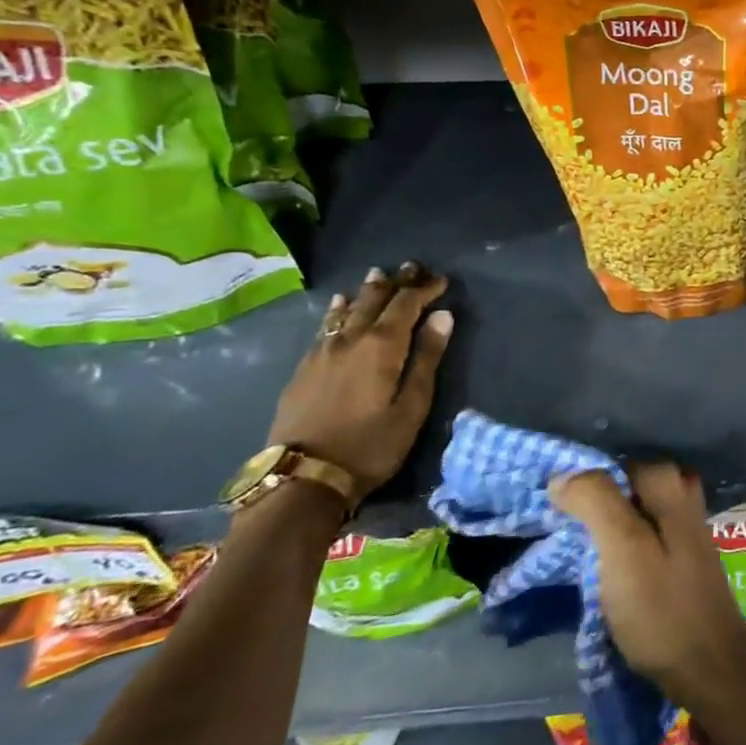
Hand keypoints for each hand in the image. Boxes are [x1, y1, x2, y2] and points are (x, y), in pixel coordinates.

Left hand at [267, 263, 454, 505]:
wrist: (302, 478)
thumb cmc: (370, 445)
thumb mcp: (411, 406)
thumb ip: (426, 358)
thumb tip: (443, 316)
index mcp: (382, 346)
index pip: (407, 304)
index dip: (425, 289)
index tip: (441, 280)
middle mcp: (351, 339)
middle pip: (375, 300)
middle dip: (396, 282)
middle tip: (411, 267)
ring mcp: (322, 351)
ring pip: (348, 309)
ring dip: (367, 291)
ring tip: (378, 275)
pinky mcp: (304, 367)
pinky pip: (326, 325)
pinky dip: (339, 310)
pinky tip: (339, 306)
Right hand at [552, 464, 745, 710]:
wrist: (710, 668)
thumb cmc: (662, 608)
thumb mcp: (623, 549)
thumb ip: (596, 502)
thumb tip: (562, 475)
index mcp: (669, 483)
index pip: (610, 464)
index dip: (578, 485)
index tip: (551, 513)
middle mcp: (681, 493)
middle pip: (621, 486)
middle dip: (590, 504)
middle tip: (559, 533)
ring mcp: (684, 525)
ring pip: (631, 510)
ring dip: (602, 526)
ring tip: (571, 550)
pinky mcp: (681, 554)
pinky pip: (640, 533)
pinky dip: (618, 543)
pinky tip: (601, 565)